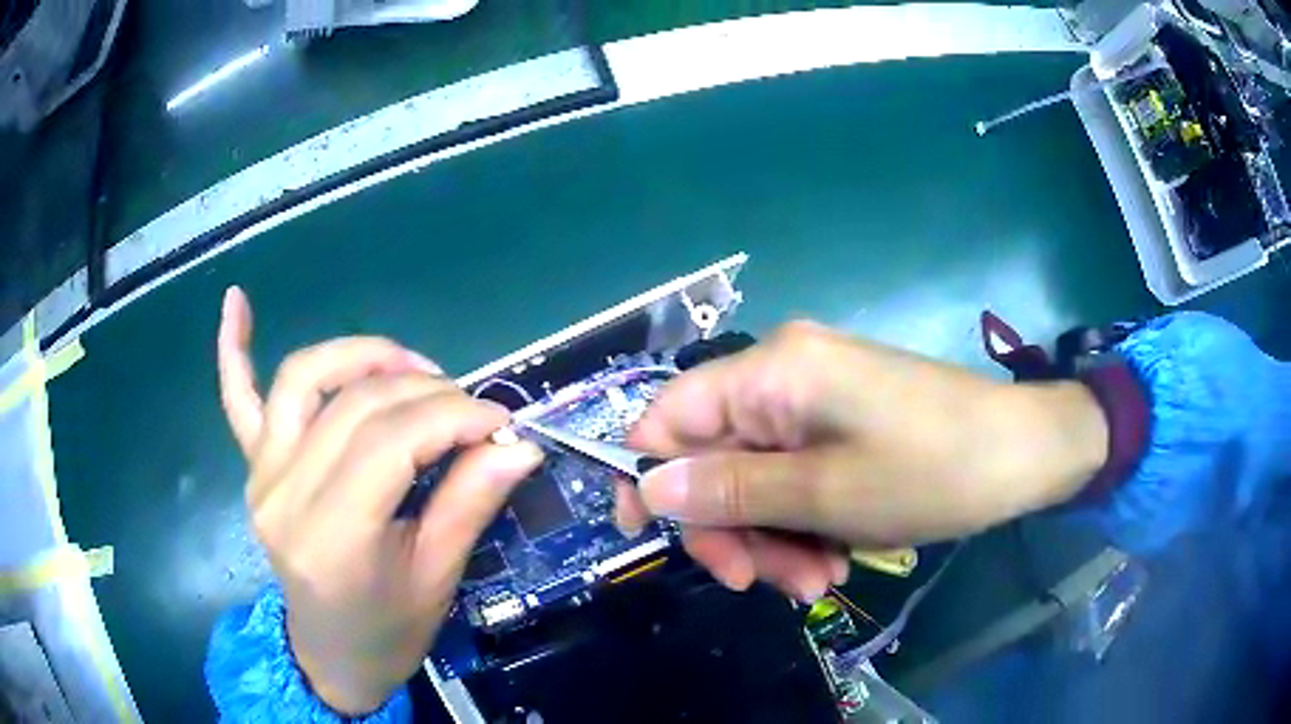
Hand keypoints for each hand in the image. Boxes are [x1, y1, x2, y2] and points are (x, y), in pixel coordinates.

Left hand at [217, 287, 542, 713]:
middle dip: (427, 391)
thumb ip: (470, 502)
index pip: (391, 441)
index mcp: (332, 536)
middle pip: (356, 404)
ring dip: (361, 355)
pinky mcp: (253, 467)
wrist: (331, 656)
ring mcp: (261, 474)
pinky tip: (237, 301)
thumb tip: (519, 443)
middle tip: (472, 410)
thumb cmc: (388, 632)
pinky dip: (234, 349)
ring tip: (410, 366)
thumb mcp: (438, 579)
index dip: (455, 416)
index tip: (502, 421)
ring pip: (304, 379)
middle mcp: (285, 493)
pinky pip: (237, 398)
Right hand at [617, 321, 1107, 600]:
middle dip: (733, 526)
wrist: (1023, 453)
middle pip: (715, 456)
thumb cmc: (932, 470)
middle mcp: (785, 374)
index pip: (670, 416)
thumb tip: (649, 487)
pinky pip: (796, 475)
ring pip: (756, 476)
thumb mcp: (826, 495)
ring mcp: (816, 399)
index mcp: (773, 372)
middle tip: (762, 584)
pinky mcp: (842, 422)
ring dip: (773, 536)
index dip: (648, 476)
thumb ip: (732, 491)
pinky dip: (803, 522)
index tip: (651, 540)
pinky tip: (835, 558)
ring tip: (816, 581)